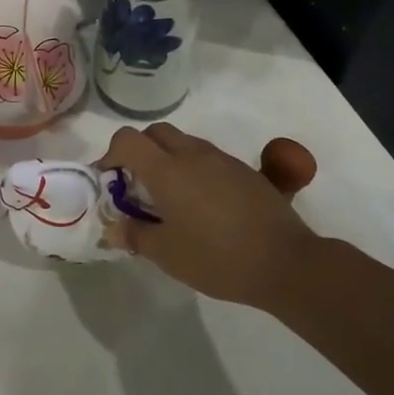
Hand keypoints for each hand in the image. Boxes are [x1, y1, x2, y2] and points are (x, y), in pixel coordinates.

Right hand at [99, 124, 322, 306]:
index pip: (128, 140)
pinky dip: (194, 170)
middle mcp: (193, 154)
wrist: (285, 261)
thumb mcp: (167, 254)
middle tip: (136, 186)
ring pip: (184, 143)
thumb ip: (134, 236)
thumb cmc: (216, 258)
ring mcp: (222, 159)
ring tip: (169, 198)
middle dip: (139, 151)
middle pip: (156, 133)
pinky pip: (208, 158)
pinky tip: (201, 205)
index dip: (110, 154)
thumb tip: (113, 228)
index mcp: (167, 170)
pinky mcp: (245, 171)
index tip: (108, 181)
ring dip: (168, 159)